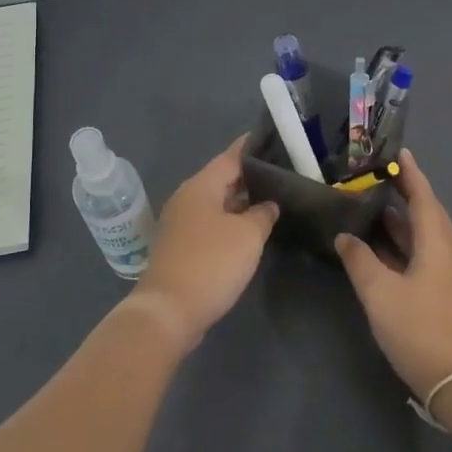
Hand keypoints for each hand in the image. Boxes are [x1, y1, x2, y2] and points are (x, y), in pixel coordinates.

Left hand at [129, 135, 279, 351]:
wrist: (169, 311)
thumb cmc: (211, 264)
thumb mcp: (248, 236)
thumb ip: (262, 215)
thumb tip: (268, 205)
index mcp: (200, 186)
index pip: (231, 157)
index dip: (252, 148)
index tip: (275, 140)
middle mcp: (187, 198)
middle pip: (222, 179)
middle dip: (251, 177)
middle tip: (283, 173)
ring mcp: (181, 223)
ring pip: (217, 203)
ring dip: (241, 202)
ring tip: (273, 199)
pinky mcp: (181, 246)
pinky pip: (211, 223)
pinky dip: (231, 221)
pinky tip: (251, 229)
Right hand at [334, 149, 451, 398]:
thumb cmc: (419, 328)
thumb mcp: (380, 292)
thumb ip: (359, 260)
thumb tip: (345, 237)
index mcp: (438, 243)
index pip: (423, 197)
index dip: (410, 174)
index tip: (398, 153)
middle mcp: (449, 252)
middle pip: (426, 213)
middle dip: (404, 194)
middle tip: (376, 178)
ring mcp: (450, 275)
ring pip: (424, 236)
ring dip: (401, 221)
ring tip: (372, 207)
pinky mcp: (447, 293)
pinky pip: (424, 255)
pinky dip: (403, 244)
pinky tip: (382, 249)